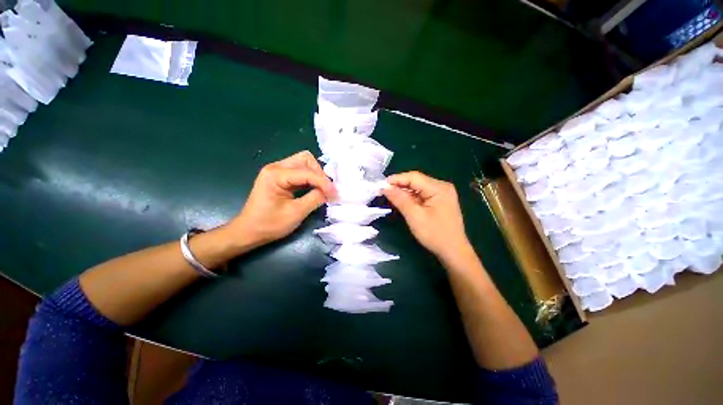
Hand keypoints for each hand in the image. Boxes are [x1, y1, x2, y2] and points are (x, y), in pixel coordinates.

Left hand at [228, 151, 335, 246]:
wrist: (248, 232)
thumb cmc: (269, 224)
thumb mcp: (296, 213)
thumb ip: (315, 199)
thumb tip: (331, 192)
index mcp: (276, 174)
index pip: (307, 172)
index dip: (323, 182)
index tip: (335, 194)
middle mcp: (276, 167)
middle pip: (305, 159)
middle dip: (319, 173)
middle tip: (327, 189)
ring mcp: (277, 171)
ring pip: (304, 163)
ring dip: (316, 175)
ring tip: (323, 189)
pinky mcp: (280, 177)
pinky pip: (300, 171)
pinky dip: (310, 178)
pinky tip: (315, 188)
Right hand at [383, 171, 469, 259]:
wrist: (453, 252)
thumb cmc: (435, 234)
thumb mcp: (415, 217)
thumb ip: (400, 200)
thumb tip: (385, 188)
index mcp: (439, 188)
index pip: (414, 177)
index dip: (397, 179)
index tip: (381, 185)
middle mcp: (442, 187)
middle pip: (416, 181)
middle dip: (399, 185)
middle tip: (383, 191)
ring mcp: (442, 193)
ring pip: (418, 188)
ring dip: (404, 192)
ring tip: (389, 196)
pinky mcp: (439, 201)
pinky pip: (422, 195)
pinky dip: (411, 197)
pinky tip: (402, 201)